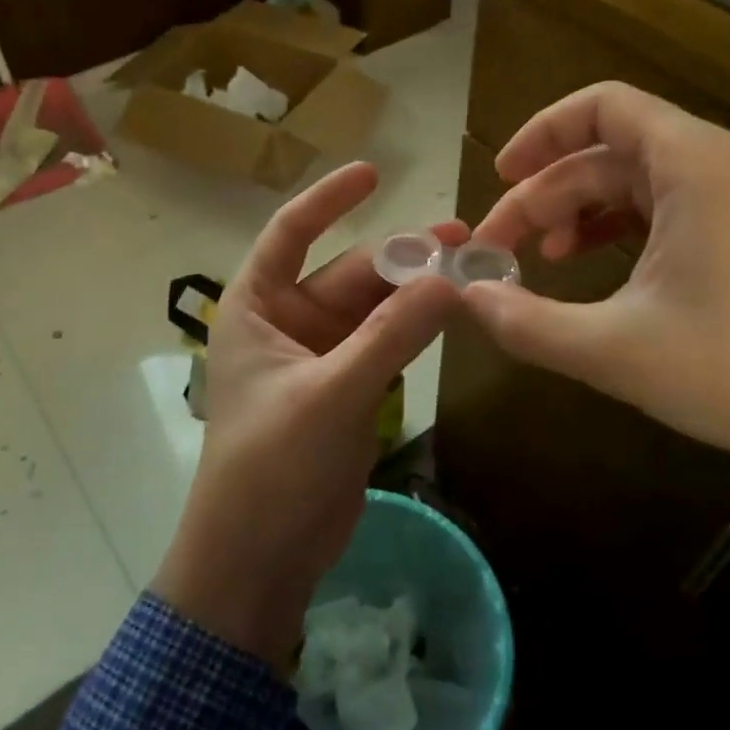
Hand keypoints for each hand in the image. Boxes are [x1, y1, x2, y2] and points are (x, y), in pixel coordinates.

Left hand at [153, 162, 461, 667]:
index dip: (329, 199)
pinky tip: (454, 314)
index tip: (374, 171)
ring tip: (472, 270)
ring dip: (416, 292)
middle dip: (402, 257)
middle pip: (349, 273)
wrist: (260, 557)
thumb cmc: (271, 467)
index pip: (290, 233)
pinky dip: (416, 329)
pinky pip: (386, 343)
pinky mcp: (347, 390)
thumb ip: (391, 336)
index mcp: (256, 307)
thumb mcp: (331, 395)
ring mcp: (320, 357)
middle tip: (465, 240)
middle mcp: (286, 322)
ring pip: (374, 309)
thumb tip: (452, 280)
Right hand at [464, 82, 729, 473]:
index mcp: (690, 163)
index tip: (496, 176)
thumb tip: (467, 298)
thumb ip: (528, 322)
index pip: (601, 106)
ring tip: (539, 259)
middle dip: (543, 193)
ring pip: (629, 183)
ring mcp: (729, 200)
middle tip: (498, 248)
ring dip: (574, 212)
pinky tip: (587, 271)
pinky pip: (657, 211)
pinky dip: (612, 231)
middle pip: (604, 152)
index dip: (539, 133)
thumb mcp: (614, 350)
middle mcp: (711, 165)